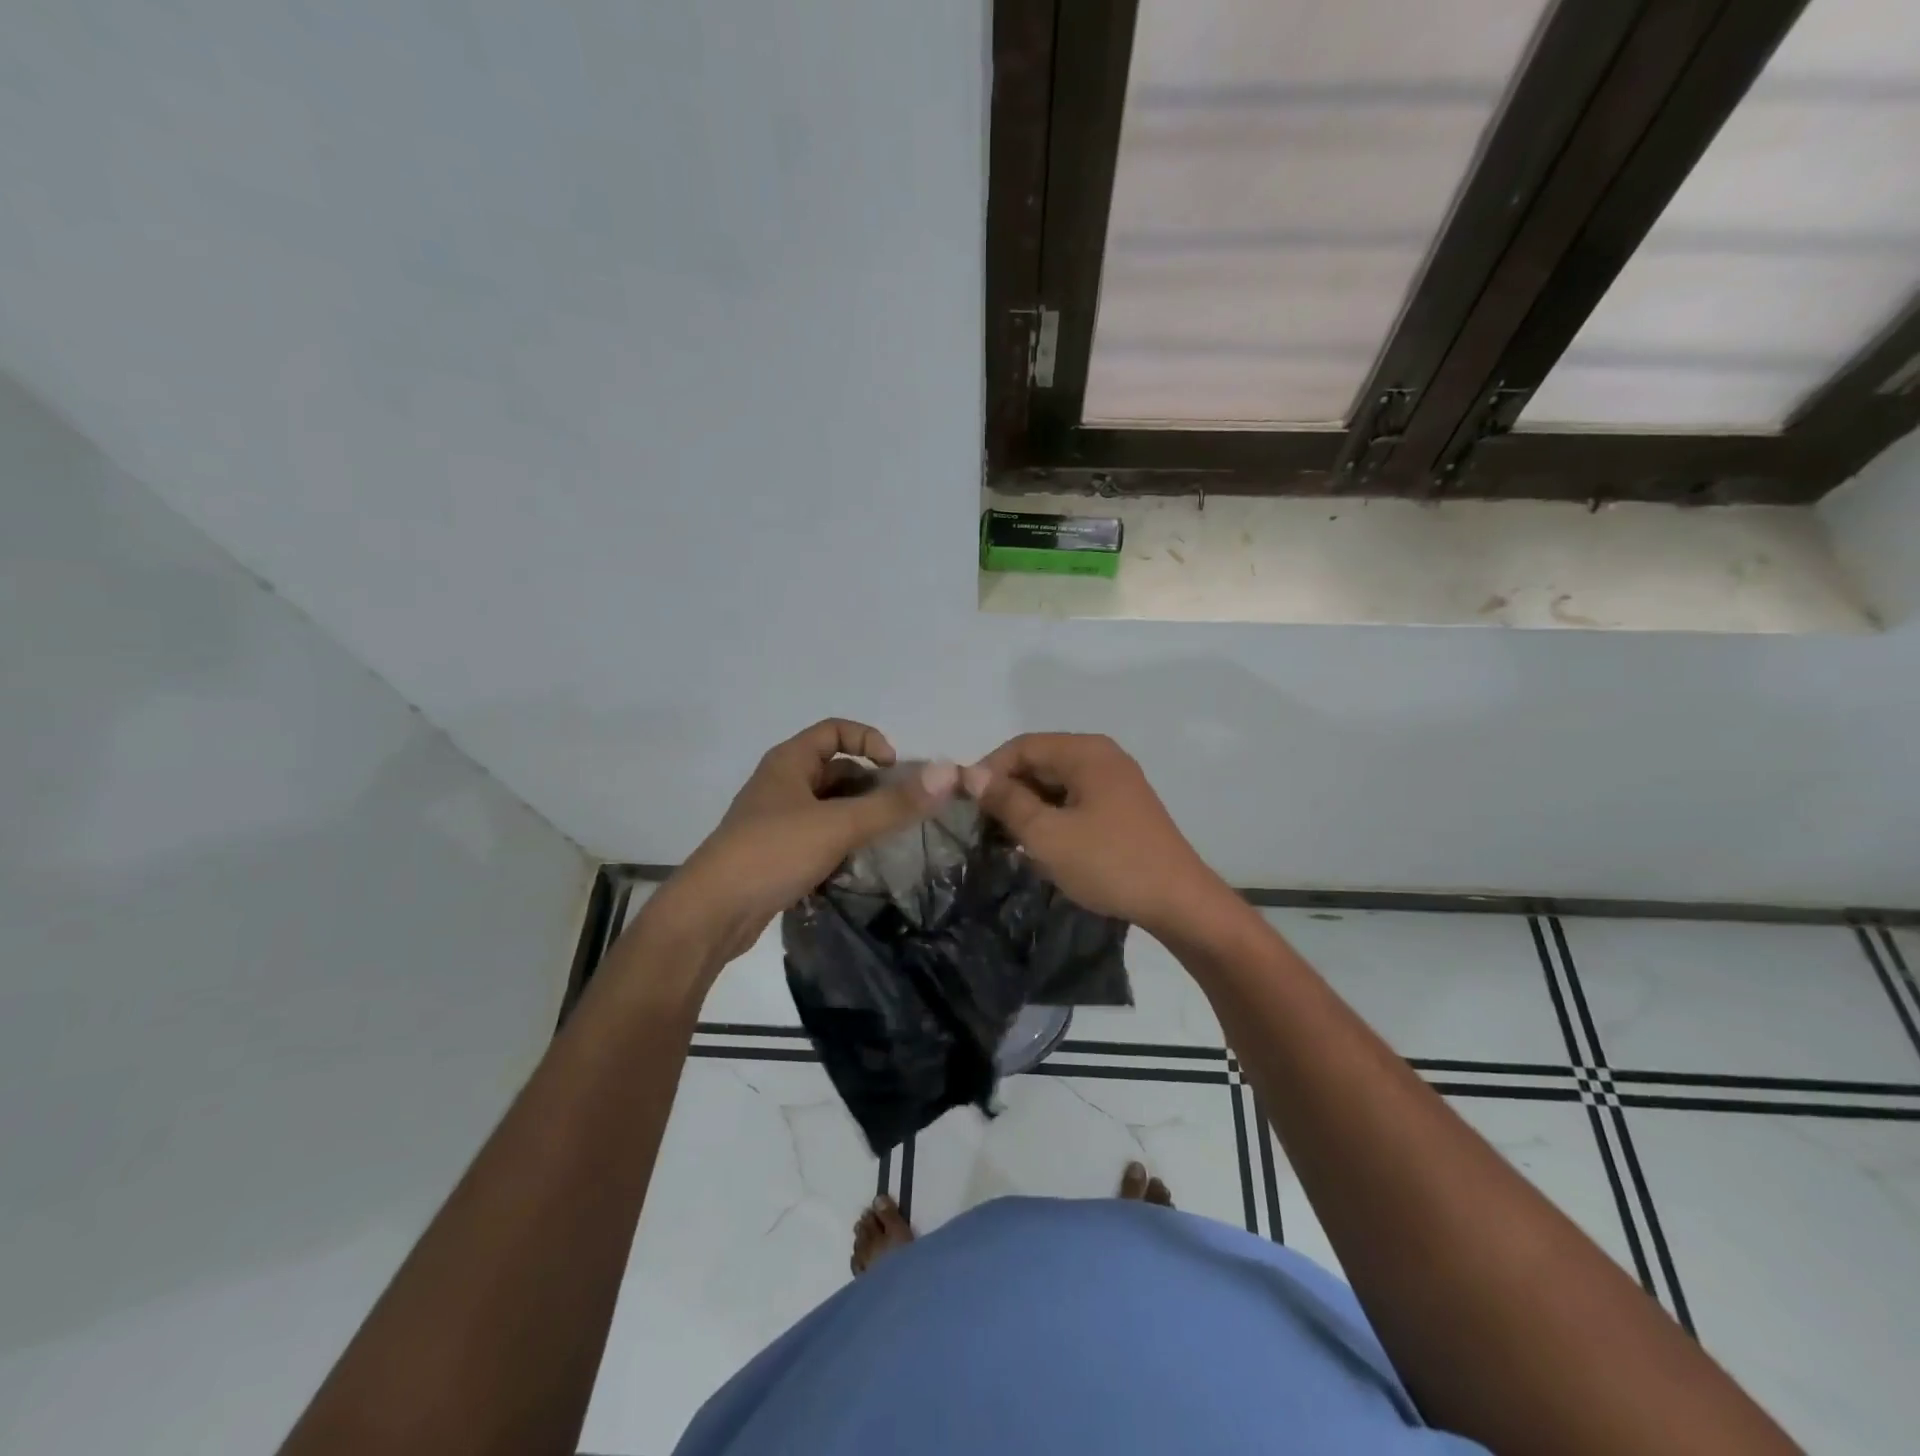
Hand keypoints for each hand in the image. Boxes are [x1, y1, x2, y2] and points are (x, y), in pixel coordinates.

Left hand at [640, 720, 957, 973]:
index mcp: (789, 762)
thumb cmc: (772, 853)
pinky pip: (817, 835)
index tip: (894, 769)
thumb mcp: (838, 825)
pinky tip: (859, 863)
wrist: (712, 913)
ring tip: (887, 837)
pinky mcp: (775, 853)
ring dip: (857, 815)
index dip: (869, 740)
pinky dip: (841, 841)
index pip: (835, 730)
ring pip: (828, 806)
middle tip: (901, 808)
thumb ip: (893, 804)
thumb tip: (946, 775)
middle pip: (835, 769)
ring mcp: (775, 820)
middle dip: (870, 784)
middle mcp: (781, 784)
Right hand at [961, 733, 1226, 935]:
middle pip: (1040, 761)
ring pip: (1056, 783)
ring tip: (1008, 840)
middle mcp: (1102, 756)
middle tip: (983, 827)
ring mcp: (1116, 781)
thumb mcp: (1047, 835)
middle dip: (1008, 791)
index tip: (966, 805)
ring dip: (1028, 806)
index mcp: (1086, 752)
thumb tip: (971, 774)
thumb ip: (1007, 801)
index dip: (988, 771)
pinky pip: (1075, 800)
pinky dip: (1052, 816)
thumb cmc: (1109, 863)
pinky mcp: (1122, 807)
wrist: (1178, 902)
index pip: (1022, 746)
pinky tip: (1041, 846)